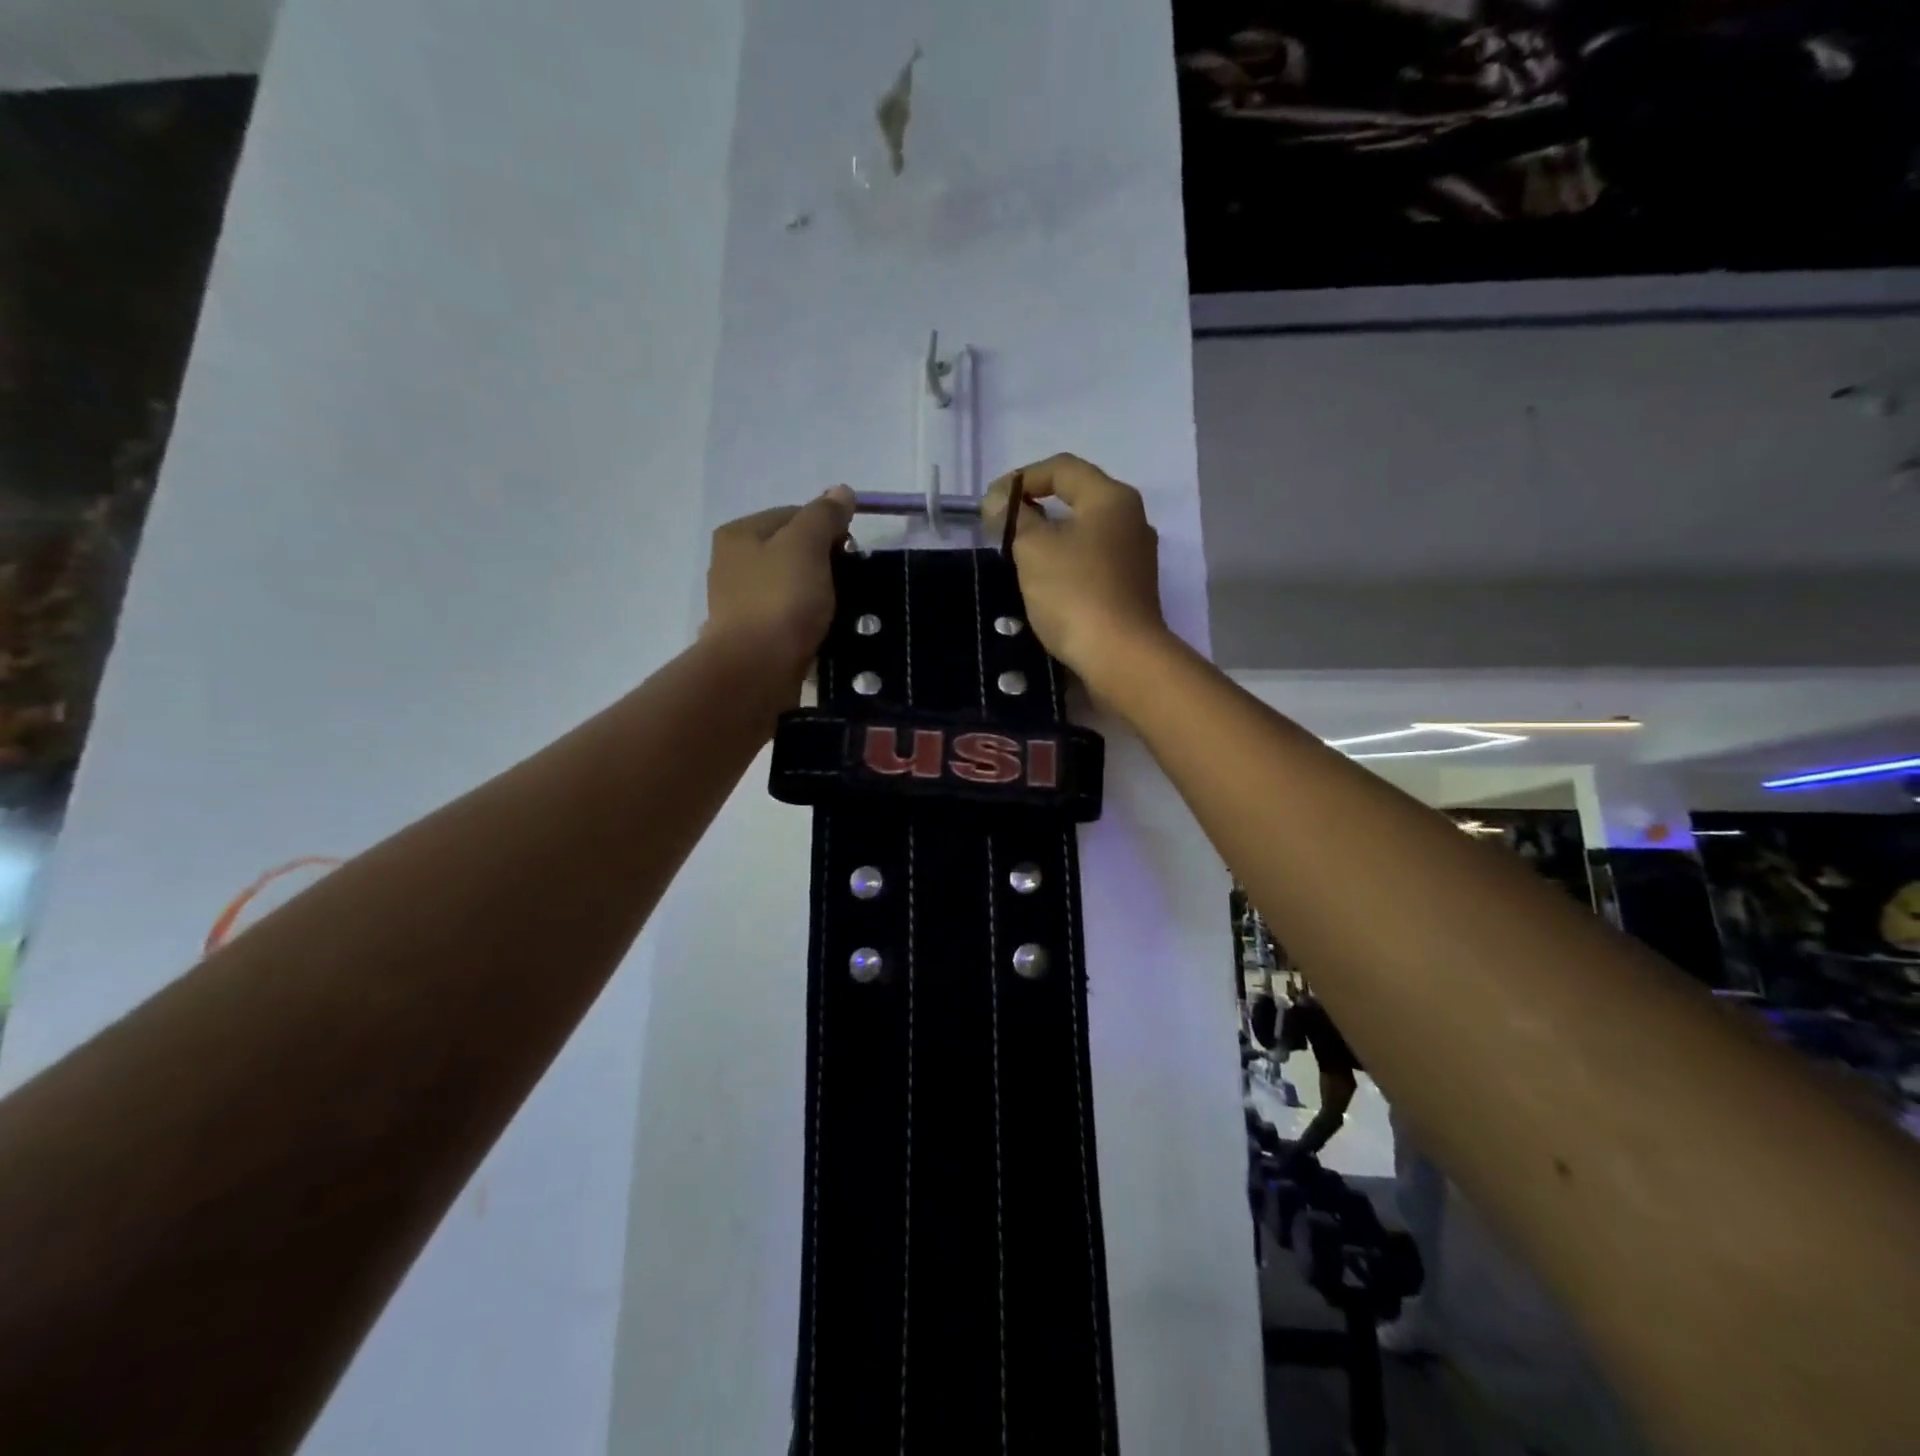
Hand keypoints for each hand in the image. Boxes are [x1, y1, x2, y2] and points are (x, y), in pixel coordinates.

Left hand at [704, 486, 854, 683]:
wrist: (756, 671)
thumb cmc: (781, 600)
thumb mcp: (807, 546)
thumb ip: (824, 515)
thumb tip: (842, 491)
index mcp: (740, 533)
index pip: (795, 515)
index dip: (829, 528)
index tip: (852, 553)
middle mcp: (733, 564)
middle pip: (793, 551)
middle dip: (825, 564)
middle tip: (849, 585)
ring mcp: (741, 603)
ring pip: (792, 587)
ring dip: (819, 596)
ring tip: (842, 612)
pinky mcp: (752, 638)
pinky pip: (789, 619)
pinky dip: (808, 622)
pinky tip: (824, 632)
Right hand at [983, 455, 1168, 689]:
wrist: (1120, 656)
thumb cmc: (1074, 592)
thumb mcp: (1033, 548)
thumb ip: (1014, 518)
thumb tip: (1001, 501)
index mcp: (1111, 498)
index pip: (1062, 468)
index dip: (1022, 478)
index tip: (992, 504)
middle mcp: (1132, 519)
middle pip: (1077, 498)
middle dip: (1036, 508)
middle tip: (1003, 529)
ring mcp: (1136, 556)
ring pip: (1085, 532)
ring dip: (1051, 538)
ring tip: (1020, 557)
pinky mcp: (1132, 588)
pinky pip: (1093, 562)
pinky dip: (1067, 563)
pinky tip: (1048, 584)